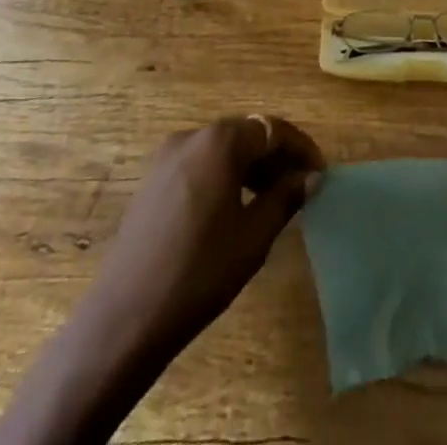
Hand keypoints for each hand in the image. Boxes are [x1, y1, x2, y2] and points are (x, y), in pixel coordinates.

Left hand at [83, 113, 324, 355]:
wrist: (125, 317)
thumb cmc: (199, 272)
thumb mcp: (254, 236)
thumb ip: (285, 197)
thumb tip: (310, 176)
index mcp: (219, 141)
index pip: (272, 129)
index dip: (301, 148)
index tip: (321, 173)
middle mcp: (192, 136)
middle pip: (245, 134)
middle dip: (276, 156)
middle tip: (300, 186)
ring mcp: (167, 157)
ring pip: (221, 149)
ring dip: (250, 166)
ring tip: (272, 199)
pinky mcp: (152, 181)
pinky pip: (199, 164)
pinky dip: (224, 175)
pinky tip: (234, 208)